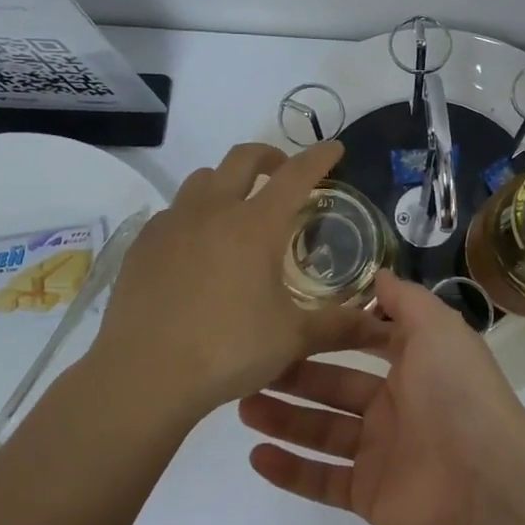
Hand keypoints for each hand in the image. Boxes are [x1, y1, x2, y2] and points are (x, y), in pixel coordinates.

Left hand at [85, 142, 384, 421]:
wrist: (142, 377)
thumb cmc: (227, 350)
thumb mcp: (292, 339)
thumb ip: (339, 325)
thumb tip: (382, 325)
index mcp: (256, 225)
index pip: (296, 175)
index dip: (319, 157)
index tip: (334, 148)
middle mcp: (213, 211)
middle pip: (243, 158)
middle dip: (270, 156)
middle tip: (284, 173)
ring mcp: (172, 224)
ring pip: (202, 179)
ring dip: (227, 182)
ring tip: (238, 209)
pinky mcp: (142, 244)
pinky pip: (173, 212)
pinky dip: (194, 215)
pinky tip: (197, 249)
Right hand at [238, 269, 524, 524]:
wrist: (487, 480)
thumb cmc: (457, 391)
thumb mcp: (437, 327)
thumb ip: (405, 299)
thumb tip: (377, 272)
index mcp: (414, 364)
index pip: (366, 342)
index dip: (333, 332)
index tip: (292, 320)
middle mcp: (396, 405)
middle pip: (335, 386)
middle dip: (296, 376)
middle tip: (250, 366)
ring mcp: (381, 452)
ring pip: (322, 431)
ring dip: (284, 418)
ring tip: (242, 403)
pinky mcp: (369, 494)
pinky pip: (323, 480)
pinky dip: (290, 470)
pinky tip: (256, 454)